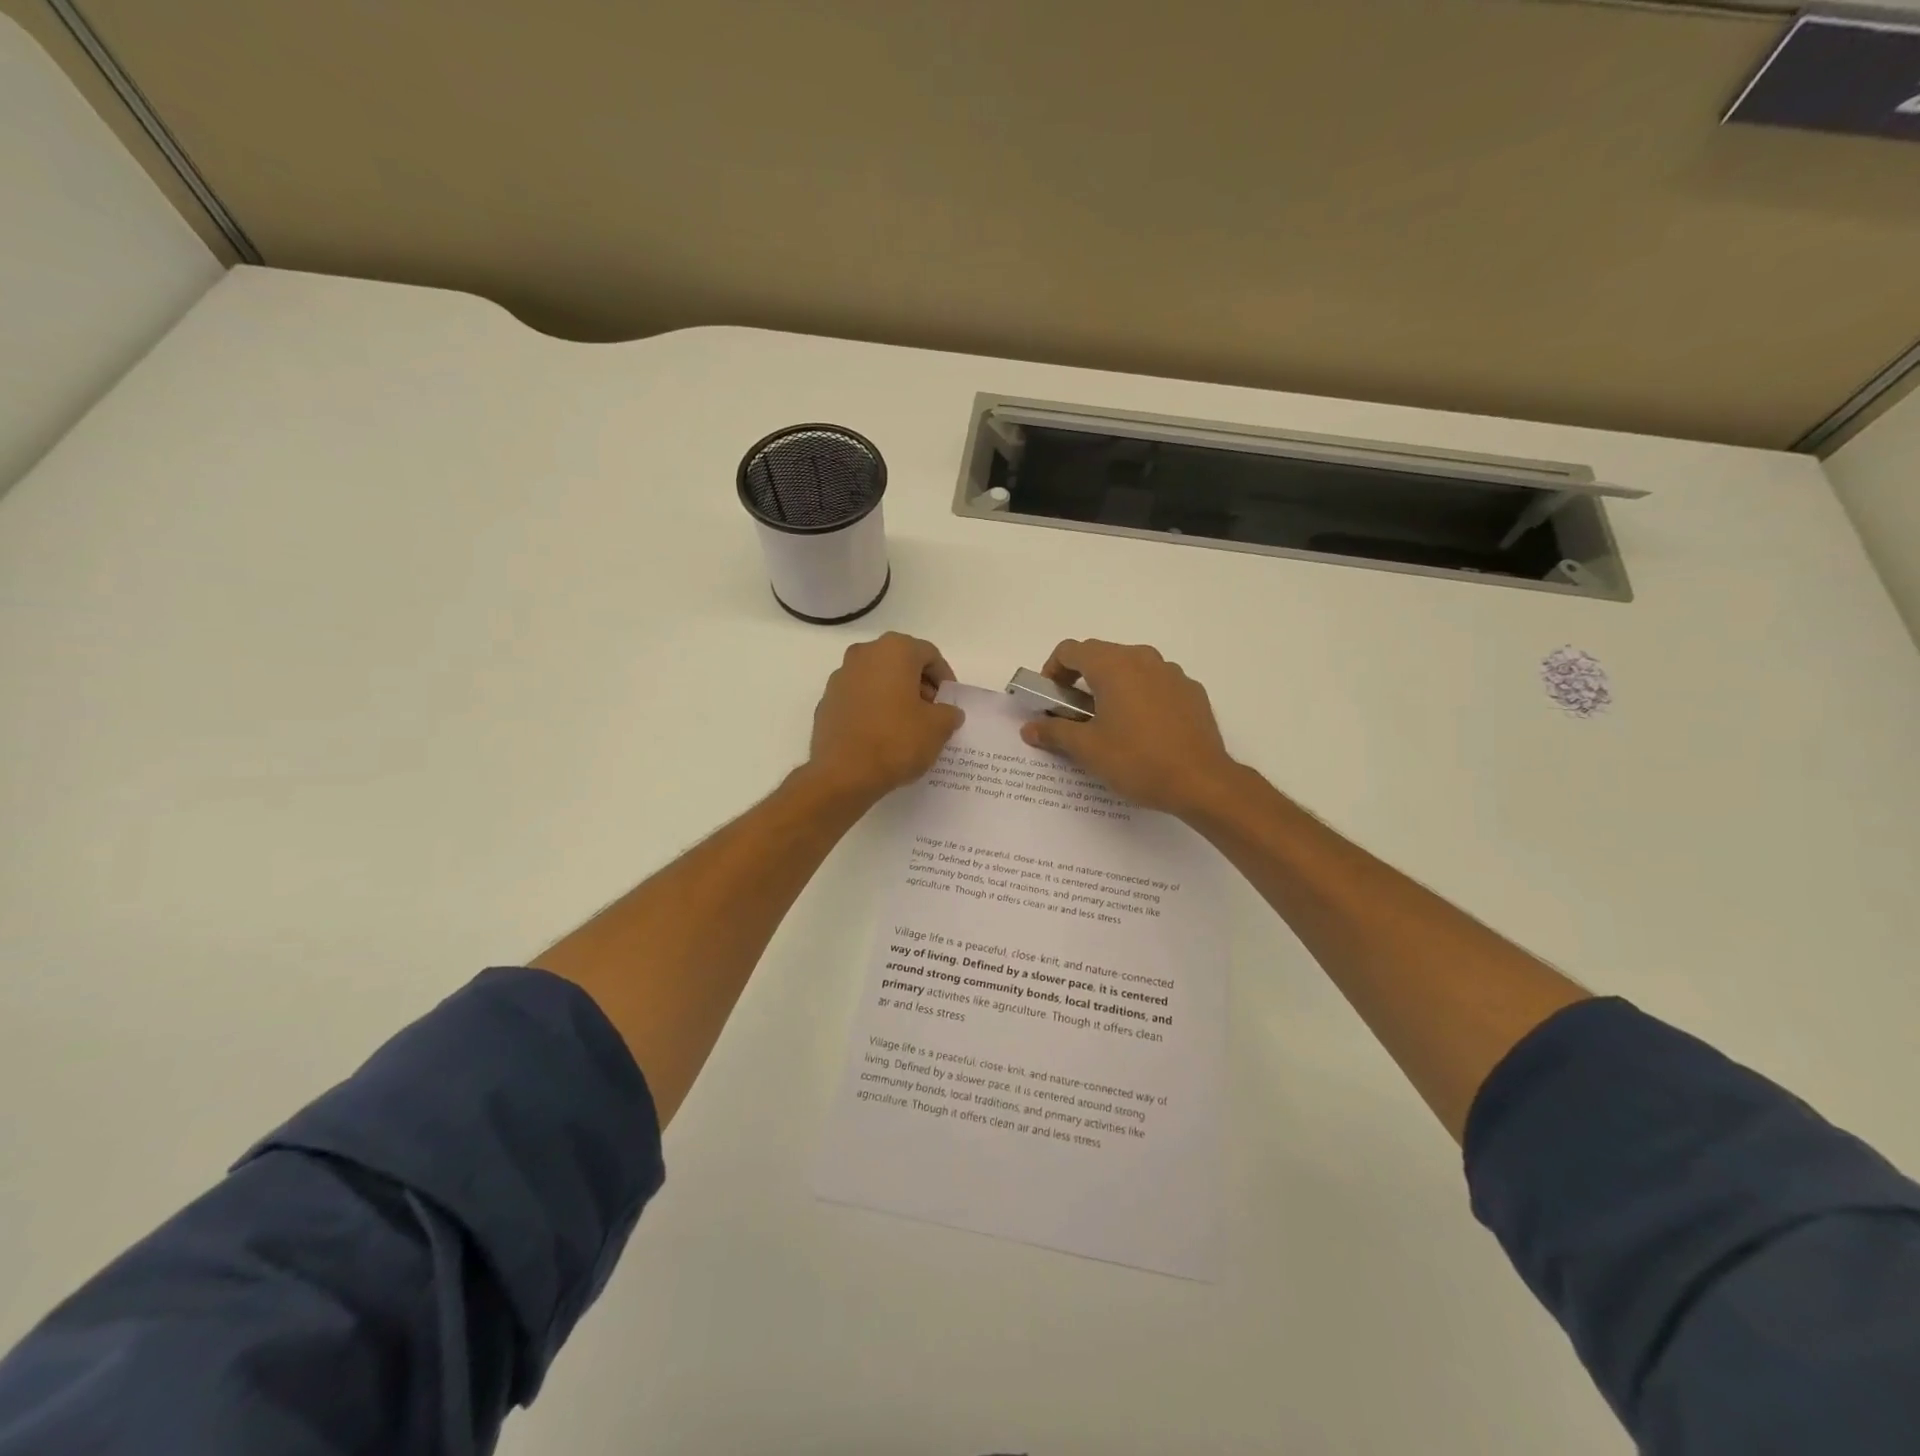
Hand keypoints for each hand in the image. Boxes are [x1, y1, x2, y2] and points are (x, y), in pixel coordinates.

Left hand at [806, 633, 963, 803]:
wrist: (843, 774)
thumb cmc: (896, 741)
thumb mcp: (938, 728)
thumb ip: (949, 713)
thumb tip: (947, 712)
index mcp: (894, 650)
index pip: (929, 655)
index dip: (945, 678)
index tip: (950, 702)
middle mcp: (864, 654)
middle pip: (900, 663)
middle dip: (919, 685)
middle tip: (932, 713)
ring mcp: (840, 678)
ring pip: (877, 679)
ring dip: (895, 696)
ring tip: (907, 726)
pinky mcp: (826, 702)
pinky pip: (858, 699)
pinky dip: (873, 709)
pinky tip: (881, 735)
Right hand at [1020, 639, 1239, 817]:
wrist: (1201, 781)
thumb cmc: (1136, 760)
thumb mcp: (1087, 749)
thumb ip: (1054, 732)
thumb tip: (1029, 728)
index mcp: (1113, 666)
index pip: (1070, 650)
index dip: (1052, 671)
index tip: (1050, 699)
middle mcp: (1143, 658)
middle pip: (1100, 655)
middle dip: (1080, 679)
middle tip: (1073, 714)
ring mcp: (1171, 673)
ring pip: (1130, 668)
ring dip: (1111, 686)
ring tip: (1108, 723)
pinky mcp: (1191, 691)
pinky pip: (1155, 684)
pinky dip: (1140, 696)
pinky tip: (1142, 730)